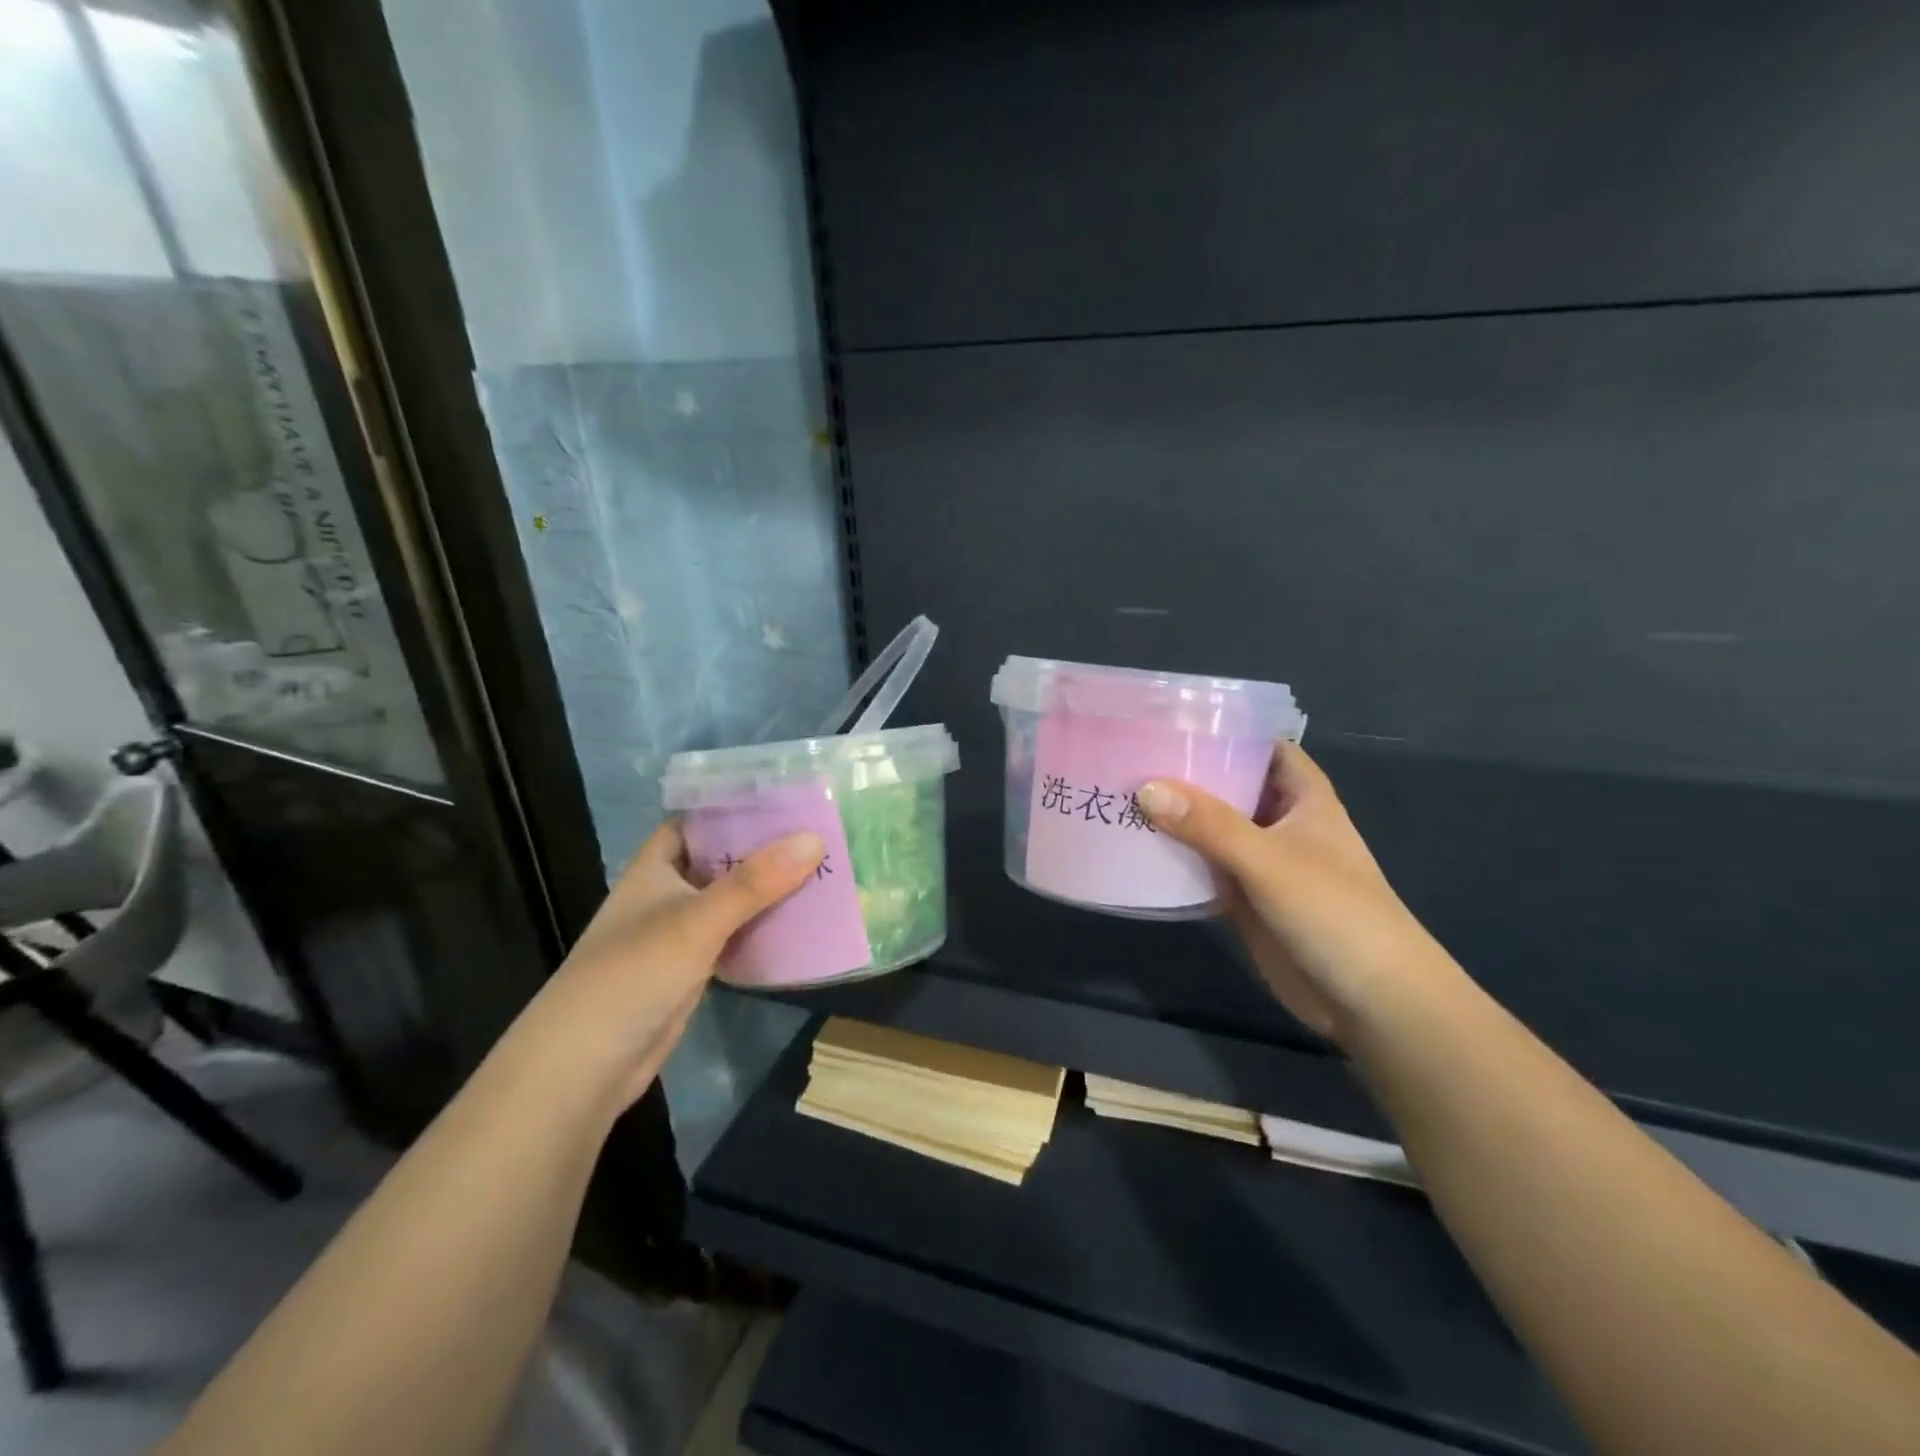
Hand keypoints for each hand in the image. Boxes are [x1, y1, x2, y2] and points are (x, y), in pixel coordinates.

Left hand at [517, 819, 823, 1106]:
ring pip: (733, 899)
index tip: (786, 793)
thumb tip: (815, 838)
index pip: (697, 819)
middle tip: (821, 829)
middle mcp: (668, 893)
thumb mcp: (696, 920)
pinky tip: (804, 922)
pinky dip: (765, 928)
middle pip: (722, 859)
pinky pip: (737, 937)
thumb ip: (754, 882)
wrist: (585, 1067)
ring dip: (770, 889)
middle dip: (765, 847)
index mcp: (656, 867)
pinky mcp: (694, 969)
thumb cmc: (632, 975)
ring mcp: (681, 933)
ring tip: (825, 867)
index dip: (735, 804)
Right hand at [1137, 744, 1449, 1041]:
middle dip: (1184, 772)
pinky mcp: (1243, 898)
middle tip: (1126, 753)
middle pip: (1227, 784)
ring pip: (1210, 827)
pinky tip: (1132, 847)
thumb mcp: (1270, 860)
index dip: (1224, 728)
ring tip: (1116, 792)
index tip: (1170, 717)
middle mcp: (1278, 821)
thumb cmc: (1334, 912)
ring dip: (1173, 816)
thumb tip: (1145, 788)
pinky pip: (1202, 867)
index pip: (1261, 744)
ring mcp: (1260, 861)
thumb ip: (1209, 824)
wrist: (1369, 1000)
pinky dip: (1173, 858)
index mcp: (1302, 796)